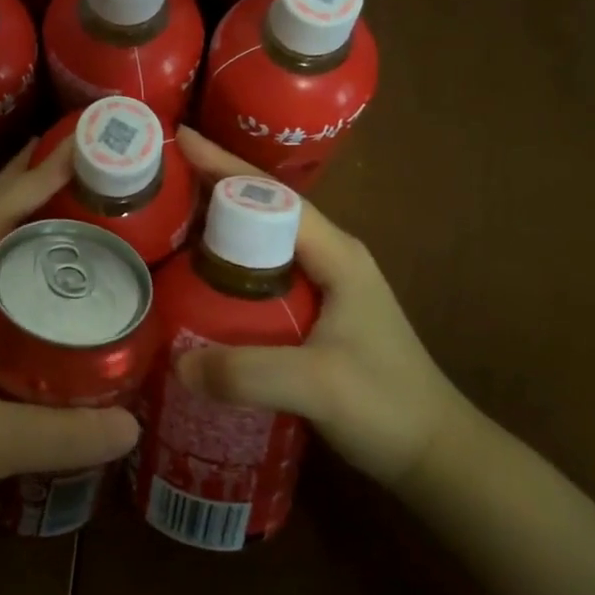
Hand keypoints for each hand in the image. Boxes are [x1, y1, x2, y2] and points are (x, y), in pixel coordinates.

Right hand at [172, 128, 470, 486]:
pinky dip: (225, 265)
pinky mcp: (313, 313)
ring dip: (217, 226)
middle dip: (212, 187)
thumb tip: (175, 362)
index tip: (180, 140)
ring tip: (167, 220)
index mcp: (336, 253)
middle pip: (262, 209)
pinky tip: (195, 280)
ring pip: (259, 240)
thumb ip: (247, 372)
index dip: (224, 167)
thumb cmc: (387, 406)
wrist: (435, 454)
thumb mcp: (318, 386)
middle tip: (160, 179)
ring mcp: (323, 285)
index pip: (273, 197)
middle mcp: (329, 257)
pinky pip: (258, 274)